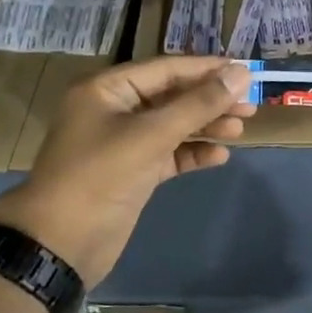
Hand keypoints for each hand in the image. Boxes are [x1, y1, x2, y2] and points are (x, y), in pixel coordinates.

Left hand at [0, 57, 254, 286]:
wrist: (61, 243)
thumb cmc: (101, 176)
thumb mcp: (151, 135)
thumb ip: (198, 104)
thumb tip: (240, 74)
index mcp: (108, 90)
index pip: (166, 69)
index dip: (207, 69)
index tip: (246, 72)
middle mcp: (115, 110)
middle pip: (172, 96)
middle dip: (210, 100)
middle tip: (250, 105)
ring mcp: (124, 143)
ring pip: (173, 126)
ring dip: (206, 126)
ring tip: (240, 129)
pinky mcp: (133, 172)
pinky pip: (169, 154)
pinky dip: (193, 154)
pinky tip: (220, 157)